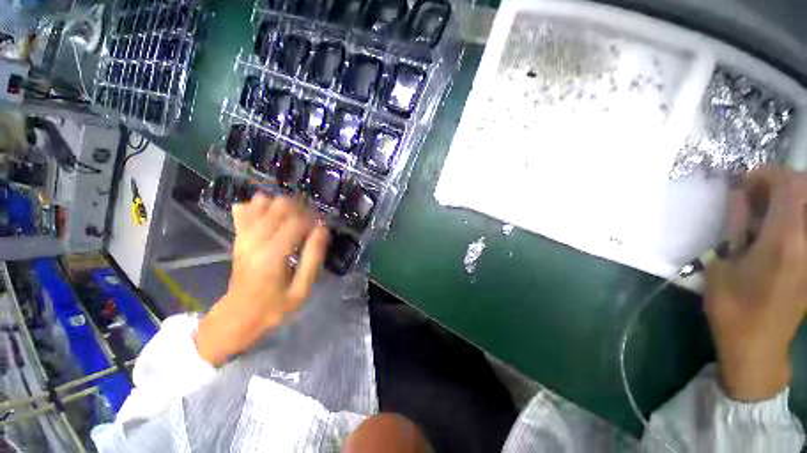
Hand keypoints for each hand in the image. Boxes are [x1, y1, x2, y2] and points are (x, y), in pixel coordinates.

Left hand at [196, 194, 329, 365]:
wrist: (238, 315)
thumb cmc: (275, 305)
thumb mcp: (302, 289)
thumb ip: (313, 258)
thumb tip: (323, 229)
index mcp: (272, 255)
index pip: (296, 221)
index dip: (313, 218)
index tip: (322, 225)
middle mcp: (255, 240)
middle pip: (279, 205)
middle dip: (300, 207)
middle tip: (310, 220)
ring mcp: (243, 236)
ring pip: (262, 201)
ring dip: (282, 205)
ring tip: (293, 218)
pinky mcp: (238, 236)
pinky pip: (245, 208)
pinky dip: (261, 206)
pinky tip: (272, 217)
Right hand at [706, 167, 806, 400]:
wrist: (757, 344)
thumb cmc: (733, 307)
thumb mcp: (723, 264)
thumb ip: (735, 226)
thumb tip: (740, 195)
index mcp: (784, 240)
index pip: (789, 185)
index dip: (767, 174)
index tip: (745, 181)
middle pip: (805, 190)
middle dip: (780, 183)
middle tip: (754, 195)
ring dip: (787, 200)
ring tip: (761, 213)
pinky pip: (805, 227)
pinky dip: (792, 217)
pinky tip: (772, 231)